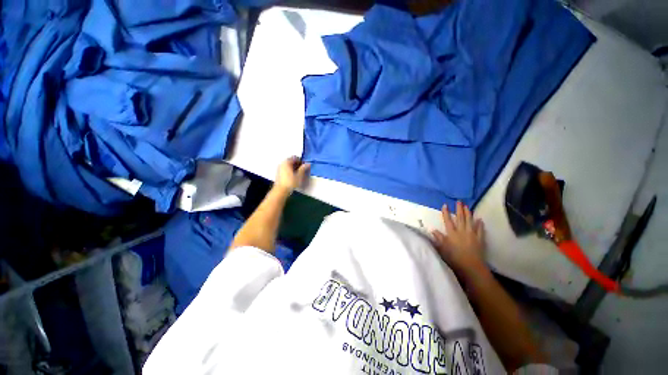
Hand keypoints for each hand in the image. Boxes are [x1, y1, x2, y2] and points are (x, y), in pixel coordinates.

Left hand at [274, 156, 309, 193]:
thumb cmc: (291, 182)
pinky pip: (285, 169)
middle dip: (297, 164)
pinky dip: (290, 170)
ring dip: (294, 167)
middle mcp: (282, 163)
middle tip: (302, 169)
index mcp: (287, 162)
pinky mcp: (278, 173)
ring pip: (288, 165)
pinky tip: (293, 176)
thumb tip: (308, 164)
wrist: (281, 190)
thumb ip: (303, 168)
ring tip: (298, 173)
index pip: (295, 157)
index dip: (301, 161)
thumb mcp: (299, 175)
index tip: (305, 166)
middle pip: (291, 161)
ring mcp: (279, 168)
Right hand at [432, 201, 487, 276]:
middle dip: (459, 209)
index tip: (445, 205)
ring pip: (470, 221)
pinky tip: (480, 219)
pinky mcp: (479, 239)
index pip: (448, 220)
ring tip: (467, 206)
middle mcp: (461, 231)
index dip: (446, 212)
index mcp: (452, 233)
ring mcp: (472, 234)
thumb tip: (433, 230)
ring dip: (468, 213)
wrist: (471, 266)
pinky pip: (480, 230)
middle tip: (459, 201)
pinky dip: (480, 224)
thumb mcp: (443, 248)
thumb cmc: (454, 258)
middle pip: (460, 218)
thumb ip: (439, 238)